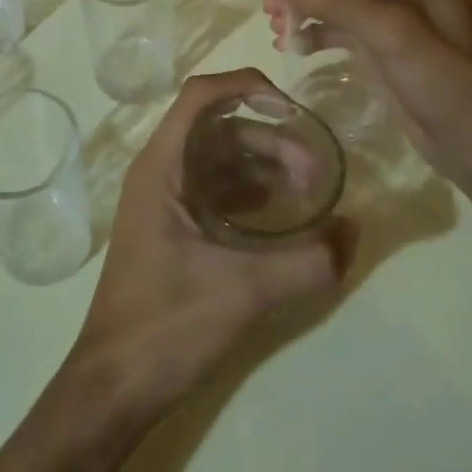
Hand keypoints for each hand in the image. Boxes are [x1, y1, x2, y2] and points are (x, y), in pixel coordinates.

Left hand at [68, 69, 354, 420]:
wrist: (116, 385)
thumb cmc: (168, 325)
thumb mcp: (245, 291)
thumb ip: (307, 261)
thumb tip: (356, 229)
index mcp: (161, 166)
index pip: (201, 95)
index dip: (247, 86)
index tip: (294, 108)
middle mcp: (161, 171)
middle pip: (221, 129)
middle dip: (272, 140)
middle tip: (318, 173)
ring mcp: (165, 200)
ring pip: (222, 160)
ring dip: (266, 167)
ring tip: (310, 195)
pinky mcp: (175, 228)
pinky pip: (218, 190)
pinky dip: (252, 193)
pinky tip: (284, 216)